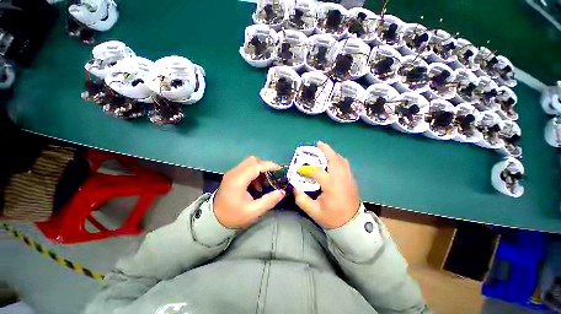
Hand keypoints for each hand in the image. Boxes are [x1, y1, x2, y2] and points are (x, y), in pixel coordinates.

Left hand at [214, 156, 285, 228]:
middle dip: (265, 165)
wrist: (214, 219)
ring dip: (260, 169)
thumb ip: (269, 200)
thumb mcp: (253, 211)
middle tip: (273, 175)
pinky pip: (246, 168)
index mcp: (238, 180)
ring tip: (266, 182)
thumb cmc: (233, 216)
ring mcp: (232, 173)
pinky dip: (254, 172)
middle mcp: (234, 173)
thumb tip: (282, 192)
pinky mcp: (232, 175)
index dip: (269, 165)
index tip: (280, 169)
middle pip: (252, 160)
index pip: (256, 165)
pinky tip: (257, 185)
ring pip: (249, 163)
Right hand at [294, 141, 360, 228]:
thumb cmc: (332, 218)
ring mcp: (348, 178)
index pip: (317, 171)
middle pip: (334, 159)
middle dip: (325, 150)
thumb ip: (301, 199)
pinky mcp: (352, 179)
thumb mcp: (313, 211)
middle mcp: (341, 178)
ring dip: (332, 153)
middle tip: (318, 144)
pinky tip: (332, 160)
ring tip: (324, 150)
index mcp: (331, 185)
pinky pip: (345, 164)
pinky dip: (338, 159)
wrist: (352, 225)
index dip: (306, 169)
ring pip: (341, 160)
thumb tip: (295, 187)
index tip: (298, 169)